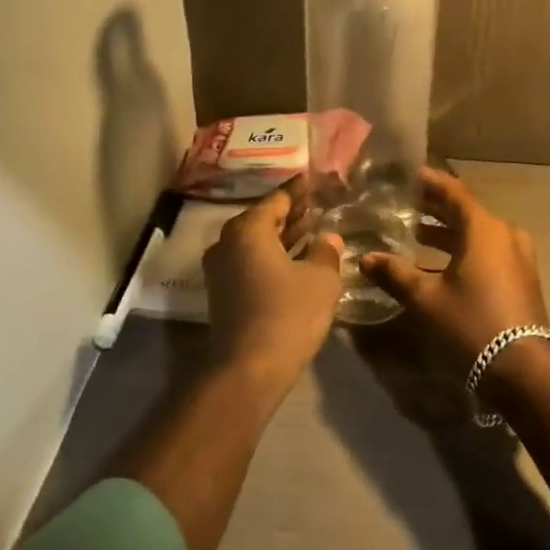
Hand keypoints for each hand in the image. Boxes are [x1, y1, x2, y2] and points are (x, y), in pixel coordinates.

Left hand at [202, 181, 343, 389]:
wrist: (248, 369)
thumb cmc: (288, 314)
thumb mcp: (321, 280)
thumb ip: (326, 252)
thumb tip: (328, 238)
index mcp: (248, 229)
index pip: (277, 199)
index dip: (299, 190)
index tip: (314, 180)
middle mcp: (227, 242)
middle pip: (263, 219)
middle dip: (291, 213)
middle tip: (317, 205)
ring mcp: (220, 269)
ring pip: (256, 243)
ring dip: (282, 237)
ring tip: (312, 230)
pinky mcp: (222, 293)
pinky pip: (250, 262)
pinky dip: (272, 256)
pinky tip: (296, 261)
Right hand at [359, 167, 549, 384]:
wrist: (523, 370)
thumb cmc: (472, 324)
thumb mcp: (426, 299)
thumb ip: (395, 273)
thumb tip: (366, 258)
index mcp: (484, 228)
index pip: (451, 190)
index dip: (426, 180)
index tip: (403, 174)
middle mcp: (504, 234)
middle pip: (463, 210)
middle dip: (432, 206)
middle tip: (400, 202)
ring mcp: (516, 256)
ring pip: (474, 232)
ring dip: (444, 230)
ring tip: (410, 232)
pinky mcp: (518, 277)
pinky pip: (485, 250)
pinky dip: (459, 249)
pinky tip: (434, 263)